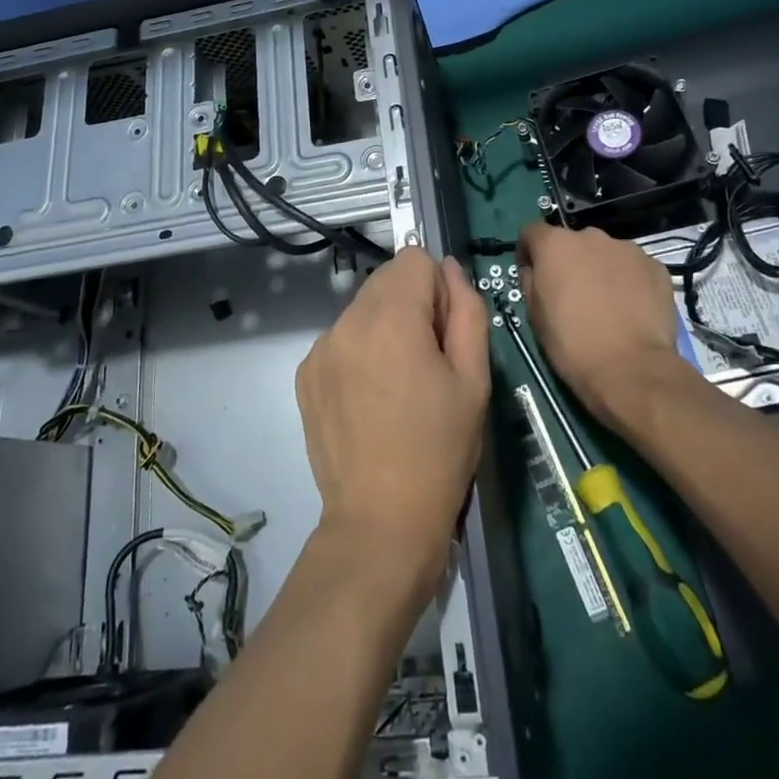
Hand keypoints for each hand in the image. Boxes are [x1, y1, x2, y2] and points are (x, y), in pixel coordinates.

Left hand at [295, 250, 489, 585]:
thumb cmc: (439, 450)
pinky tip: (370, 399)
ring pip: (362, 308)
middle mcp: (346, 321)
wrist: (380, 520)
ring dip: (384, 326)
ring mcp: (319, 347)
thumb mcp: (473, 378)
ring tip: (398, 385)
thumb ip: (466, 309)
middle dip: (411, 304)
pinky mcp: (304, 373)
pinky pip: (341, 338)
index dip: (438, 289)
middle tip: (427, 362)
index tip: (444, 334)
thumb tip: (447, 269)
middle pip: (385, 279)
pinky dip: (359, 351)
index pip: (414, 258)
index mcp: (390, 318)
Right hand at [518, 222, 682, 427]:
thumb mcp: (534, 314)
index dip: (528, 251)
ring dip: (600, 269)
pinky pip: (634, 268)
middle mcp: (591, 236)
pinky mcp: (656, 267)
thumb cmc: (571, 343)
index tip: (532, 273)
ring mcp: (628, 249)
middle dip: (569, 261)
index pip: (532, 231)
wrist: (630, 369)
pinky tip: (631, 309)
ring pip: (606, 254)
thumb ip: (530, 281)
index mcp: (556, 245)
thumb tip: (535, 271)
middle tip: (573, 294)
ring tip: (607, 303)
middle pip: (572, 242)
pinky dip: (629, 281)